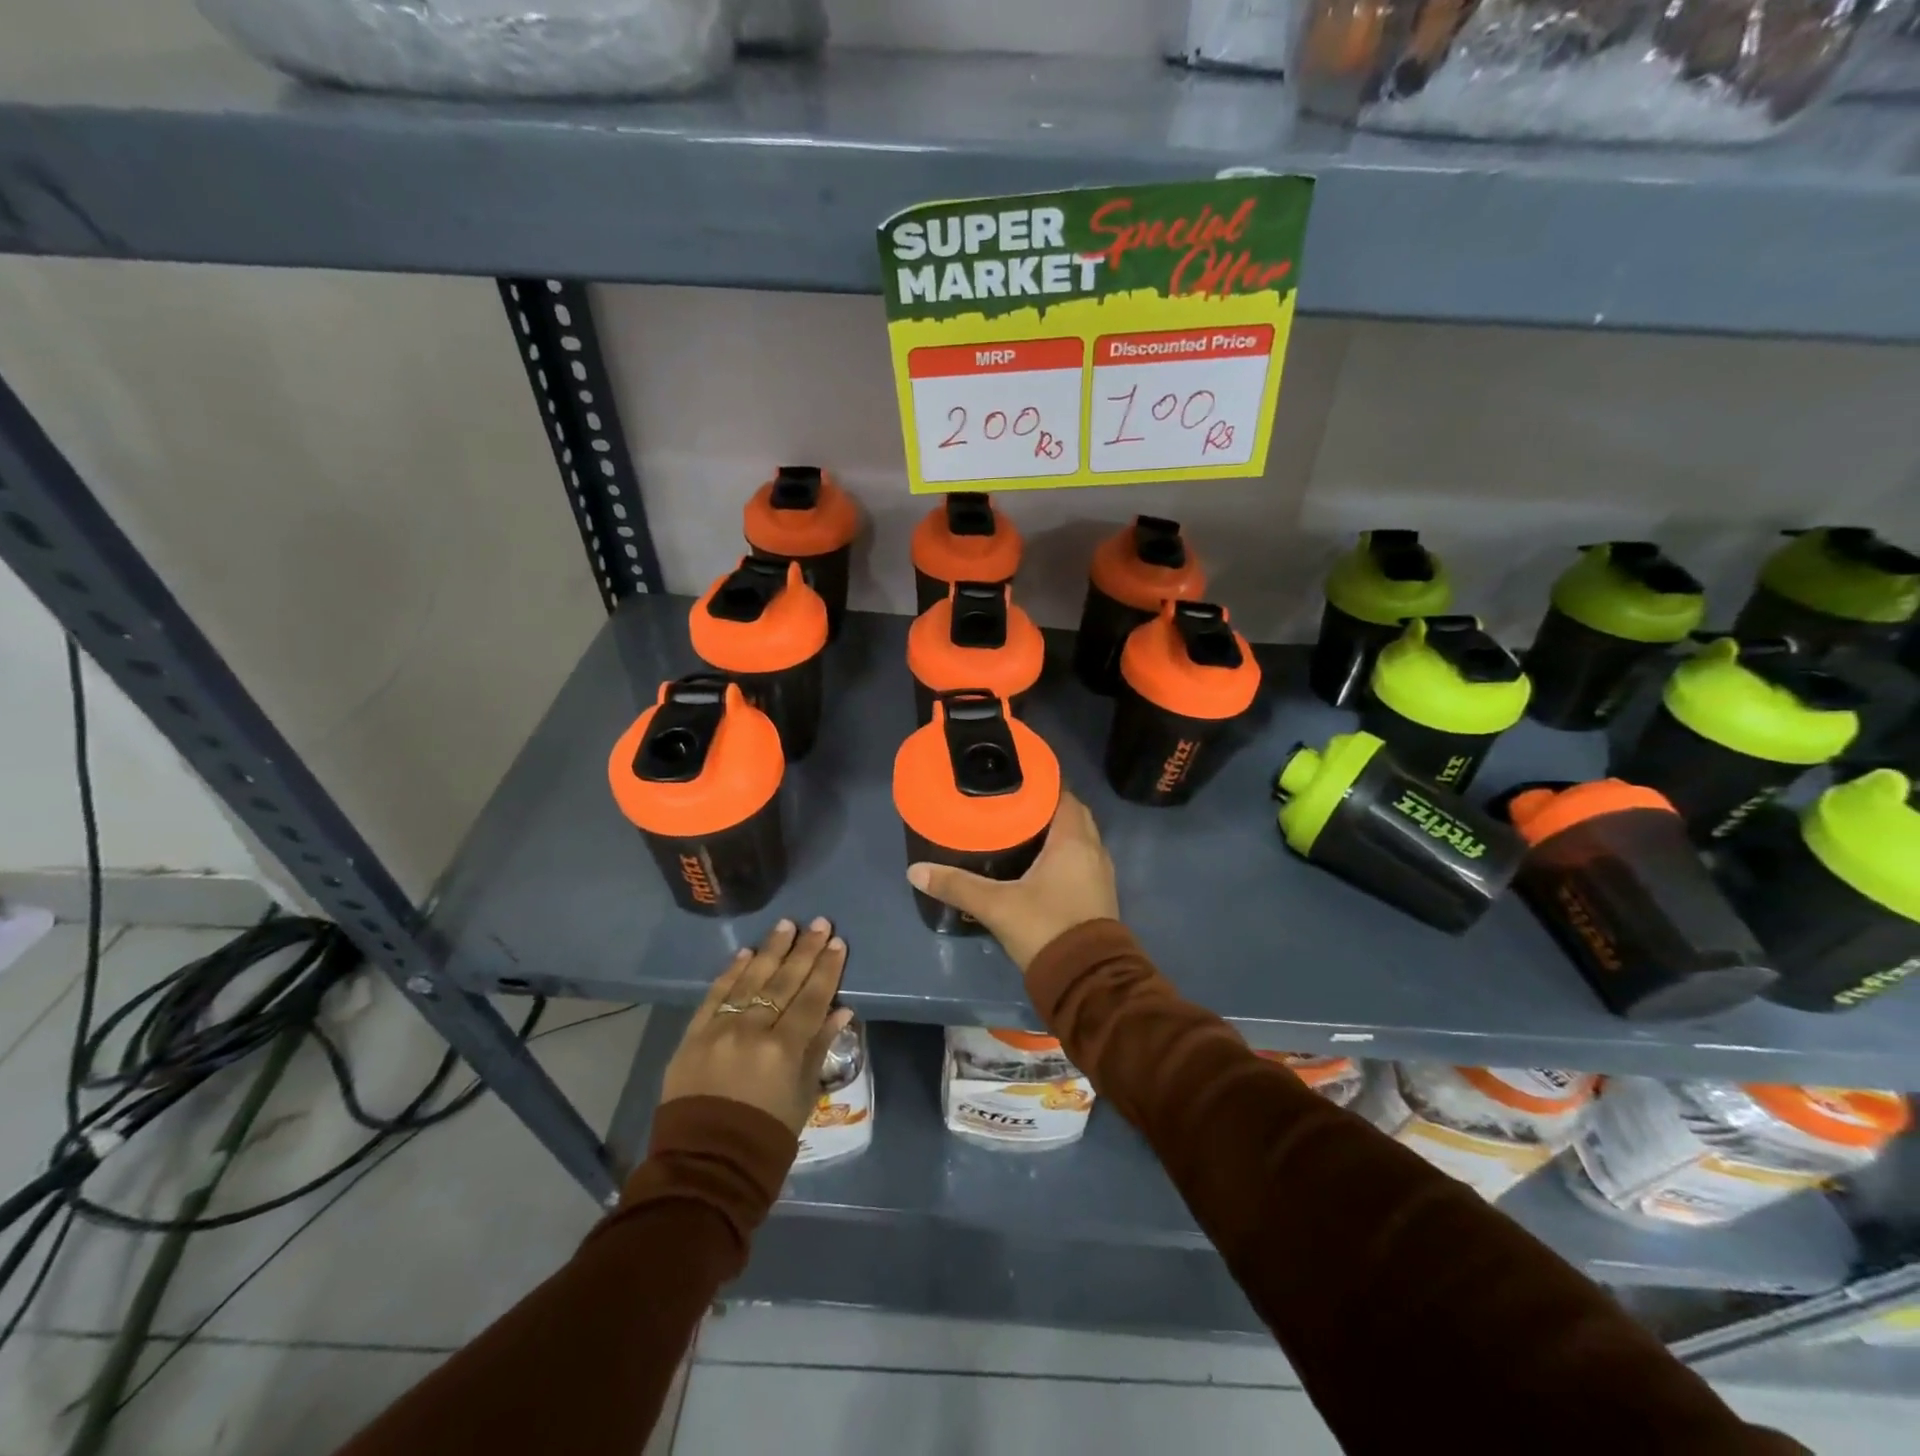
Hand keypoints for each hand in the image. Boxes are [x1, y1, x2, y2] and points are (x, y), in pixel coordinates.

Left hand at [661, 918, 853, 1135]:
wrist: (705, 1166)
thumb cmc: (766, 1137)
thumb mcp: (803, 1096)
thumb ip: (819, 1048)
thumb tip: (840, 1011)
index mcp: (784, 1049)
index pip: (812, 997)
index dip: (827, 969)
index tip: (838, 943)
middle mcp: (753, 1030)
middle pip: (784, 981)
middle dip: (805, 950)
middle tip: (820, 923)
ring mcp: (719, 1030)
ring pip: (750, 980)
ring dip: (770, 950)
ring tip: (786, 925)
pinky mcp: (693, 1036)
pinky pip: (715, 995)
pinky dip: (731, 972)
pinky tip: (745, 953)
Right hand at [906, 790, 1118, 972]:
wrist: (1087, 980)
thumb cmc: (1046, 928)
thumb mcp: (996, 906)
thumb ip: (957, 885)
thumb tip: (915, 871)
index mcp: (1073, 840)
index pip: (1063, 794)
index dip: (1041, 783)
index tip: (1013, 778)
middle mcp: (1093, 849)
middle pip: (1070, 814)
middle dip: (1044, 806)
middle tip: (1010, 803)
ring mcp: (1099, 873)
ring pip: (1078, 838)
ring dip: (1055, 831)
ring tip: (1020, 828)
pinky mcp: (1099, 894)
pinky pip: (1080, 859)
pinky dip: (1062, 852)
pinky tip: (1037, 862)